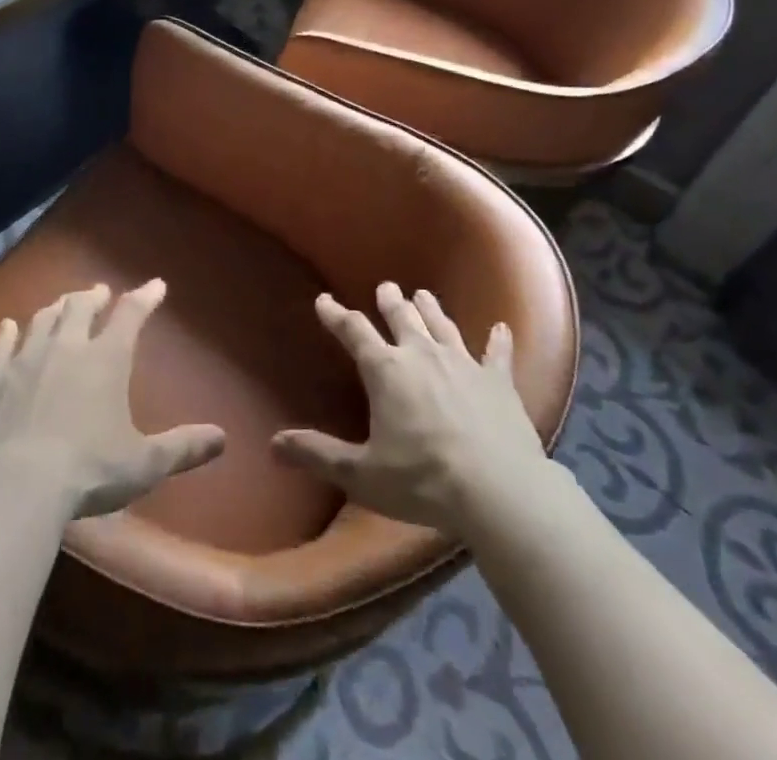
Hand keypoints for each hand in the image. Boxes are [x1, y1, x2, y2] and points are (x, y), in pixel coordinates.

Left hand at [0, 280, 225, 518]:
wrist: (15, 485)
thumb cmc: (88, 470)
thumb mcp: (145, 463)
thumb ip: (183, 447)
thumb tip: (222, 438)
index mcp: (107, 358)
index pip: (131, 314)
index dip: (145, 297)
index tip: (156, 285)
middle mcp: (68, 346)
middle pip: (81, 307)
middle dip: (93, 296)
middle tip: (99, 292)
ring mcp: (26, 358)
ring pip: (43, 319)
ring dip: (57, 307)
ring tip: (63, 304)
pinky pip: (1, 344)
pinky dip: (7, 332)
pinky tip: (8, 326)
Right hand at [272, 283, 544, 533]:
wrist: (498, 489)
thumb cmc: (423, 480)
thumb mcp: (362, 474)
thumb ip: (319, 455)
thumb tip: (273, 445)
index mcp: (386, 370)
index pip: (354, 332)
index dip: (336, 315)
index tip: (324, 300)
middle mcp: (422, 354)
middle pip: (402, 318)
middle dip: (390, 301)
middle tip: (385, 287)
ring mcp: (463, 362)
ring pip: (442, 325)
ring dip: (431, 309)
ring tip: (423, 294)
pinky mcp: (498, 380)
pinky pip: (497, 353)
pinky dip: (498, 340)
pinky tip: (502, 328)